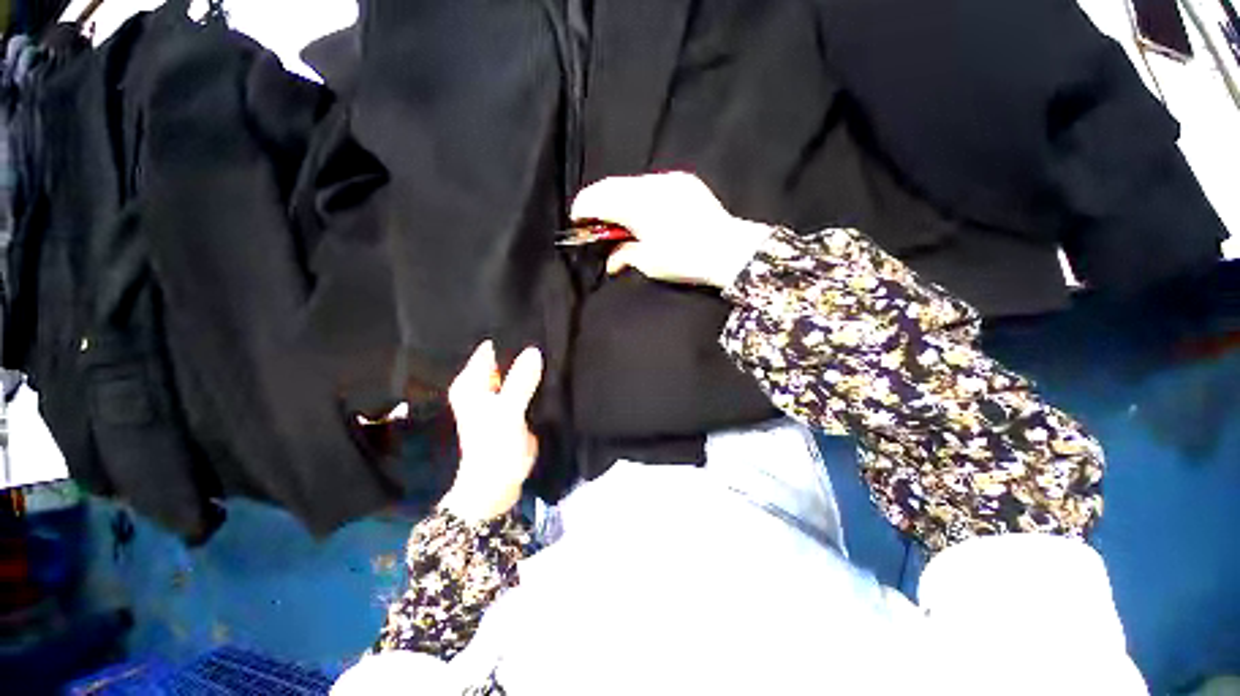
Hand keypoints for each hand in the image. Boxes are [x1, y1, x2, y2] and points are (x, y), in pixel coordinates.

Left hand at [439, 340, 542, 522]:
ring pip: (518, 370)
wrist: (499, 483)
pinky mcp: (515, 404)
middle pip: (505, 357)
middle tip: (547, 333)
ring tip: (553, 345)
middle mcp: (483, 384)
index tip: (533, 324)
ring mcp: (500, 394)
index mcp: (471, 381)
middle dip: (523, 348)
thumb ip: (520, 381)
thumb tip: (534, 350)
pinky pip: (526, 383)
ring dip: (531, 364)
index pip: (490, 347)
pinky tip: (552, 368)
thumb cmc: (494, 447)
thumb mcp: (507, 412)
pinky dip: (536, 377)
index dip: (509, 336)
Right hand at [570, 172, 771, 288]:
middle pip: (611, 186)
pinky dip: (639, 195)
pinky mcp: (683, 180)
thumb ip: (624, 256)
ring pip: (631, 183)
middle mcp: (649, 185)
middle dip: (598, 202)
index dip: (582, 208)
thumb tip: (610, 261)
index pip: (597, 198)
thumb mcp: (649, 263)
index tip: (577, 221)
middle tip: (595, 221)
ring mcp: (668, 179)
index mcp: (636, 206)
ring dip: (619, 198)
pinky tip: (644, 211)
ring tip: (620, 219)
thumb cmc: (685, 259)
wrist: (729, 250)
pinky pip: (651, 183)